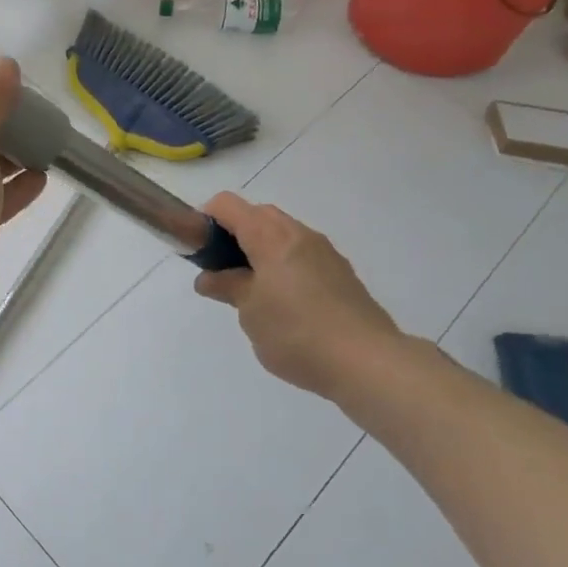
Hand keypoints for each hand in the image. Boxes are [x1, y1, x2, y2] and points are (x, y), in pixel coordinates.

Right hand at [193, 192, 406, 399]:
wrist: (368, 362)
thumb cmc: (296, 333)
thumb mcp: (250, 313)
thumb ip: (227, 287)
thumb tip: (208, 278)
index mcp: (270, 236)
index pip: (227, 204)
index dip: (205, 219)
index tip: (199, 250)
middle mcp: (298, 233)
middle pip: (256, 215)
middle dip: (234, 235)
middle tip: (224, 272)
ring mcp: (324, 251)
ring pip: (282, 234)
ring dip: (261, 250)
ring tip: (254, 292)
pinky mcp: (341, 272)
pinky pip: (302, 254)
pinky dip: (284, 264)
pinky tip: (285, 304)